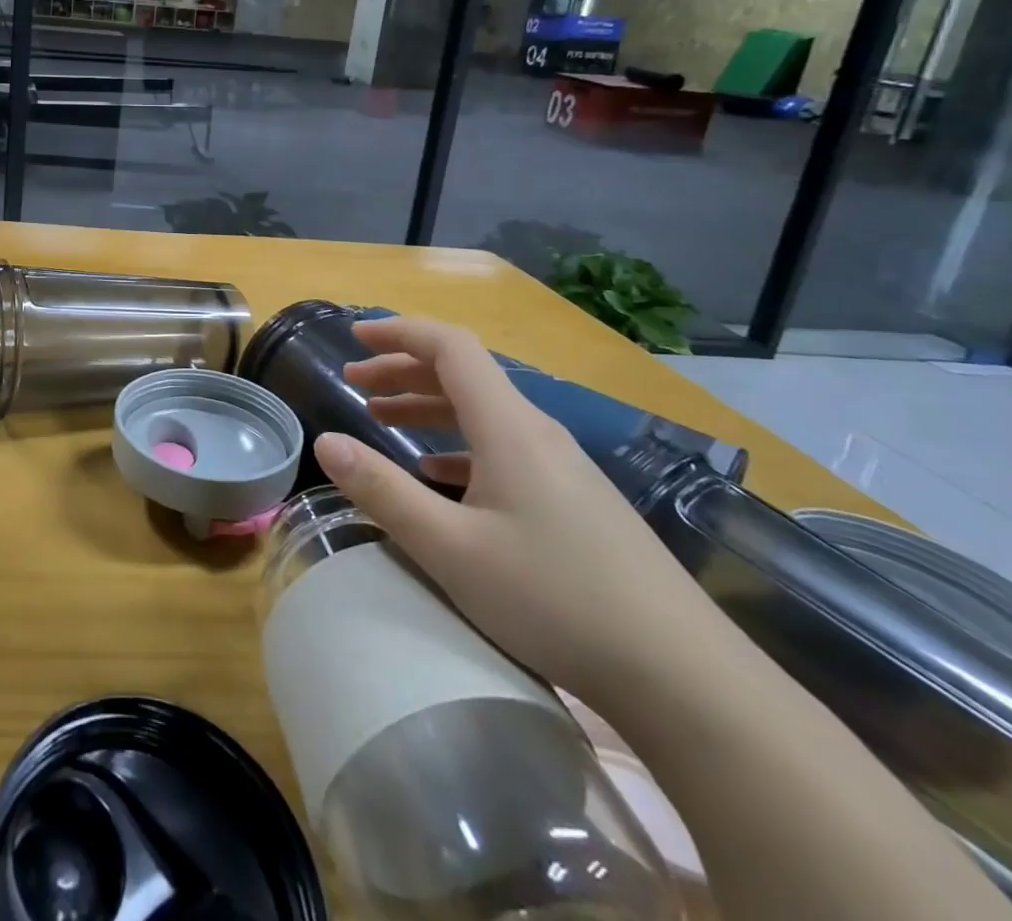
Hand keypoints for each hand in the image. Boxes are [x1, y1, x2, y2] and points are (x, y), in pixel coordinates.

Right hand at [315, 315, 726, 710]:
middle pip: (464, 375)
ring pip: (483, 413)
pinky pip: (504, 449)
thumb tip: (326, 443)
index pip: (450, 347)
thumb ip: (382, 491)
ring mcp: (562, 468)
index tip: (355, 337)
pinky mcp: (575, 502)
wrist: (686, 678)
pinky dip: (458, 445)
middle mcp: (537, 433)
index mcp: (509, 427)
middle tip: (355, 382)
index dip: (400, 332)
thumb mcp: (451, 549)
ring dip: (428, 406)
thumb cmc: (555, 599)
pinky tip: (439, 475)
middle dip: (403, 369)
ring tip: (382, 420)